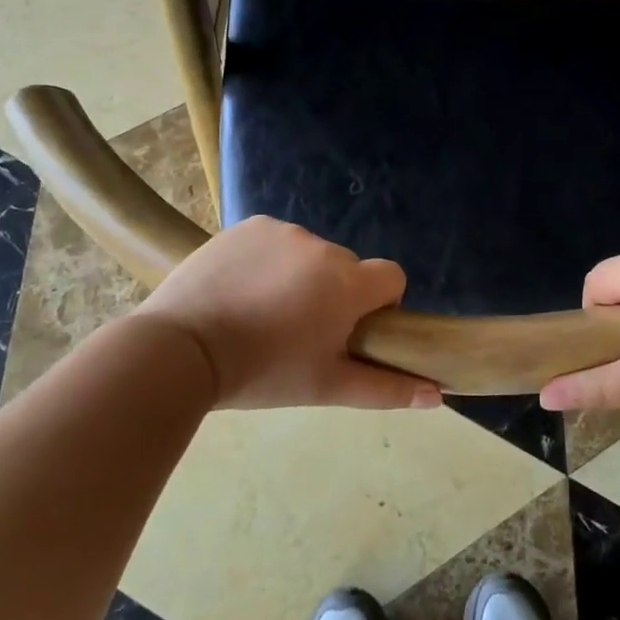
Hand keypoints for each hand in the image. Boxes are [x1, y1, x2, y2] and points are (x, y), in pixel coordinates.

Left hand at [134, 216, 440, 410]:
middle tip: (297, 330)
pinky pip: (275, 240)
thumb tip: (437, 394)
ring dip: (300, 275)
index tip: (348, 329)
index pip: (391, 276)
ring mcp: (284, 231)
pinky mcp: (249, 225)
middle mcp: (324, 247)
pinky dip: (267, 260)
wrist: (181, 347)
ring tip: (261, 312)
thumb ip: (386, 388)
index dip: (379, 303)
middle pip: (347, 267)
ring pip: (309, 253)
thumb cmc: (263, 372)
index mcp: (349, 284)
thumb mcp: (326, 387)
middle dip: (334, 293)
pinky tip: (240, 288)